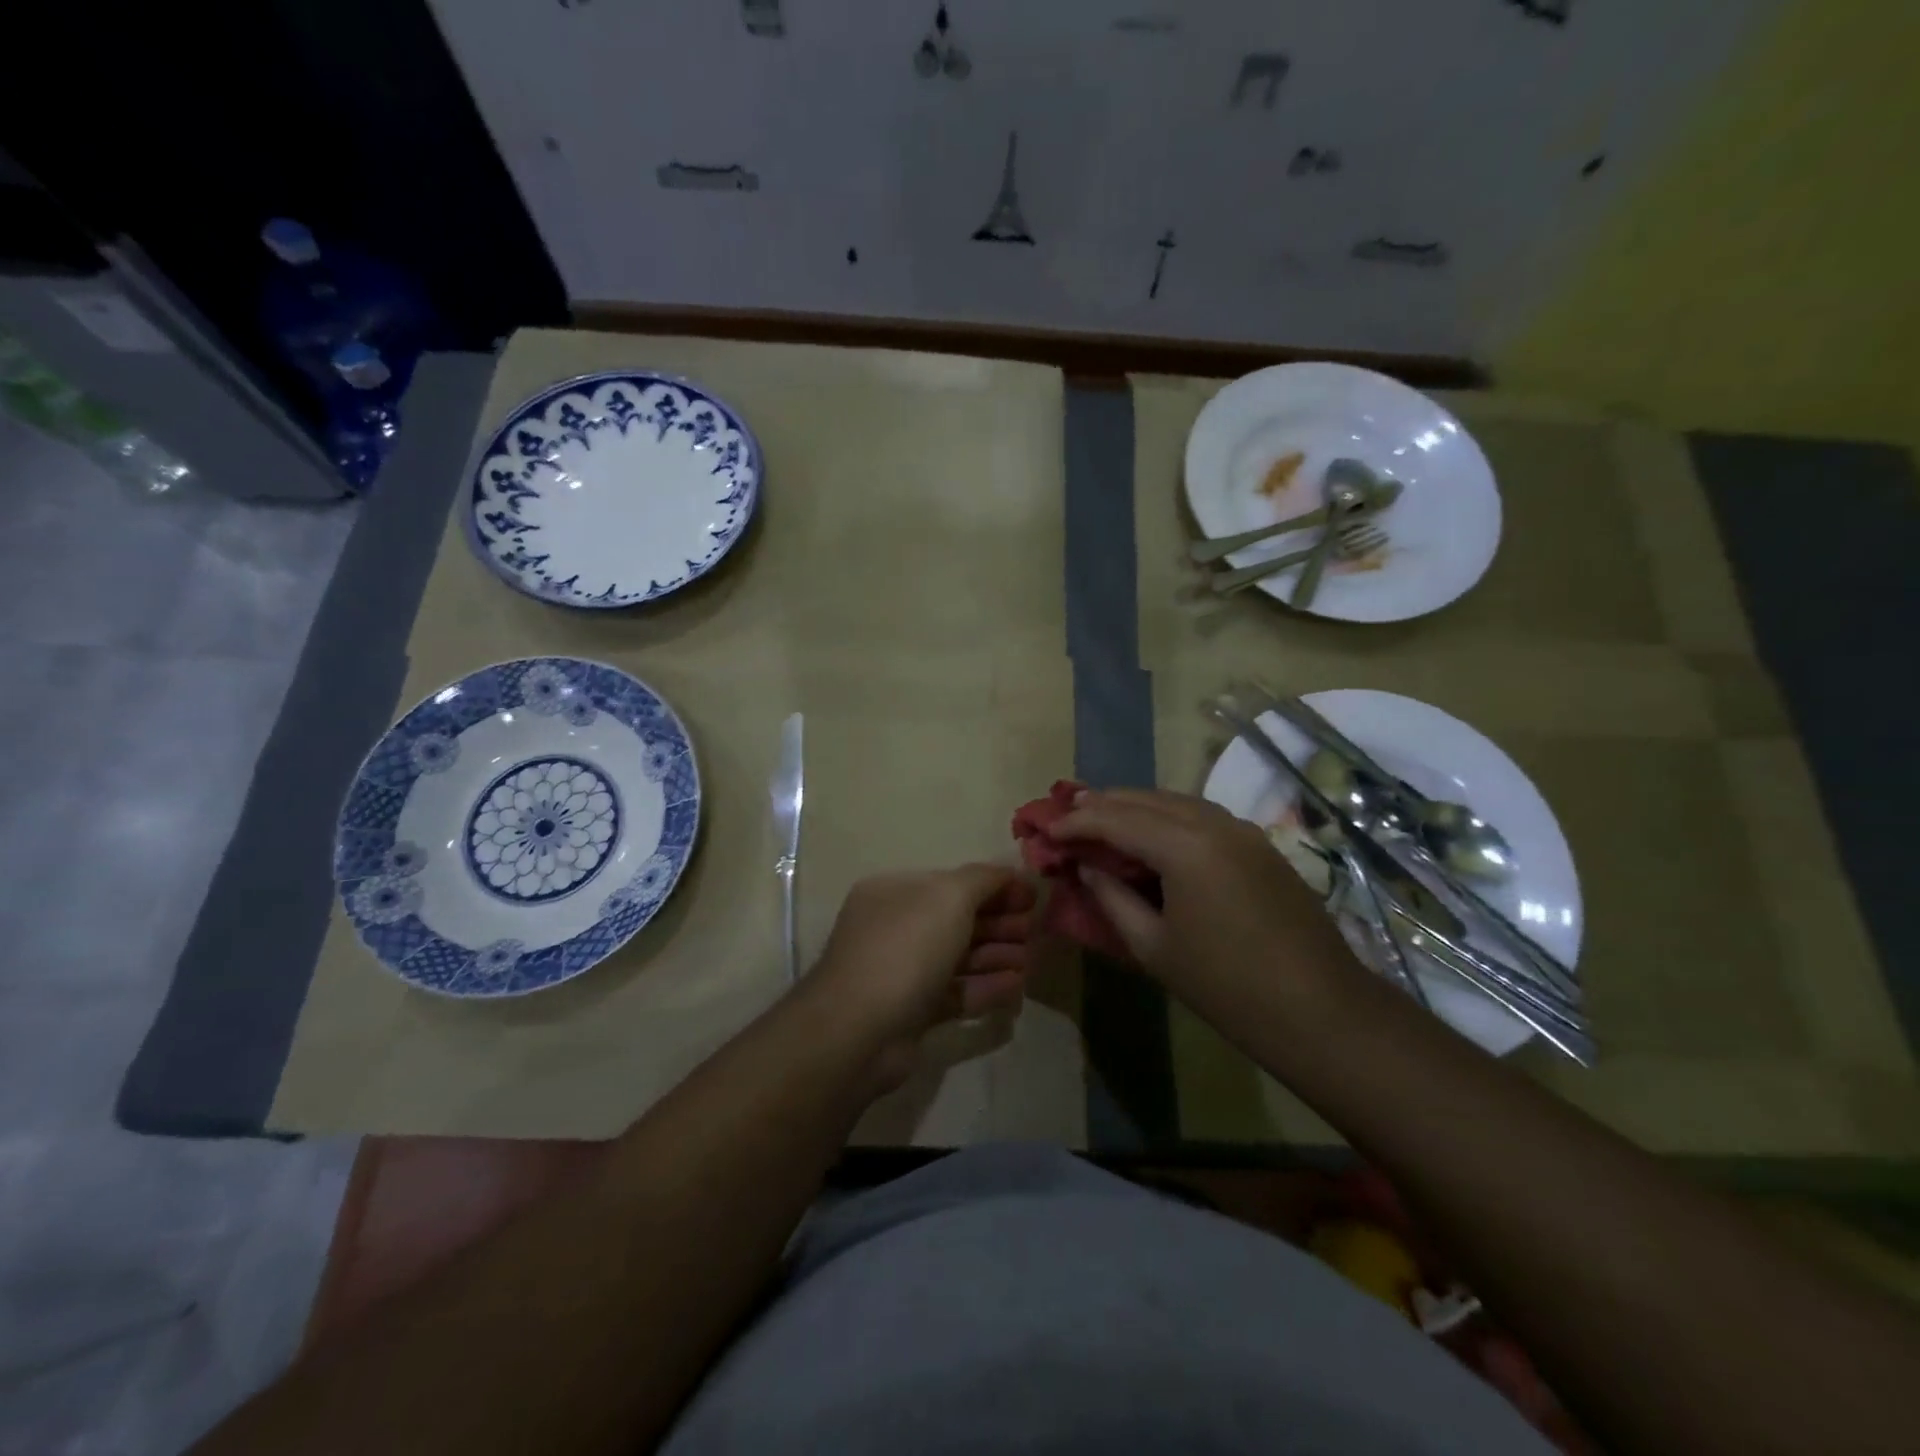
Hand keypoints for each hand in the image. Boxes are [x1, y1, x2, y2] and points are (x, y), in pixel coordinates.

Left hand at [801, 866, 1034, 1092]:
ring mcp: (901, 972)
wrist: (860, 1030)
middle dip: (999, 922)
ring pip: (957, 957)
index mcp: (895, 892)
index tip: (1032, 896)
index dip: (994, 886)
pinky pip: (954, 993)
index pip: (952, 882)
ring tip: (1031, 959)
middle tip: (1035, 930)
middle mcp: (894, 927)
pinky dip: (985, 987)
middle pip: (957, 919)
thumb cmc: (906, 948)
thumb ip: (985, 879)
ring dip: (996, 955)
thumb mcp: (950, 896)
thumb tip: (1012, 874)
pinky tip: (1016, 987)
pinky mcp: (911, 1012)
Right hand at [1048, 788, 1357, 998]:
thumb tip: (1089, 868)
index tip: (1044, 830)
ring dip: (1136, 807)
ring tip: (1102, 818)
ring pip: (1176, 802)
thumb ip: (1113, 898)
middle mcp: (1214, 823)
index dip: (1075, 823)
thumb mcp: (1154, 946)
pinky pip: (1201, 817)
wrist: (1321, 1011)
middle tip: (1066, 815)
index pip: (1116, 819)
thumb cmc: (1227, 986)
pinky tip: (1153, 836)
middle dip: (1103, 804)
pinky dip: (1168, 818)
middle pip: (1146, 799)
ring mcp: (1243, 830)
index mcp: (1184, 846)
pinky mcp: (1260, 845)